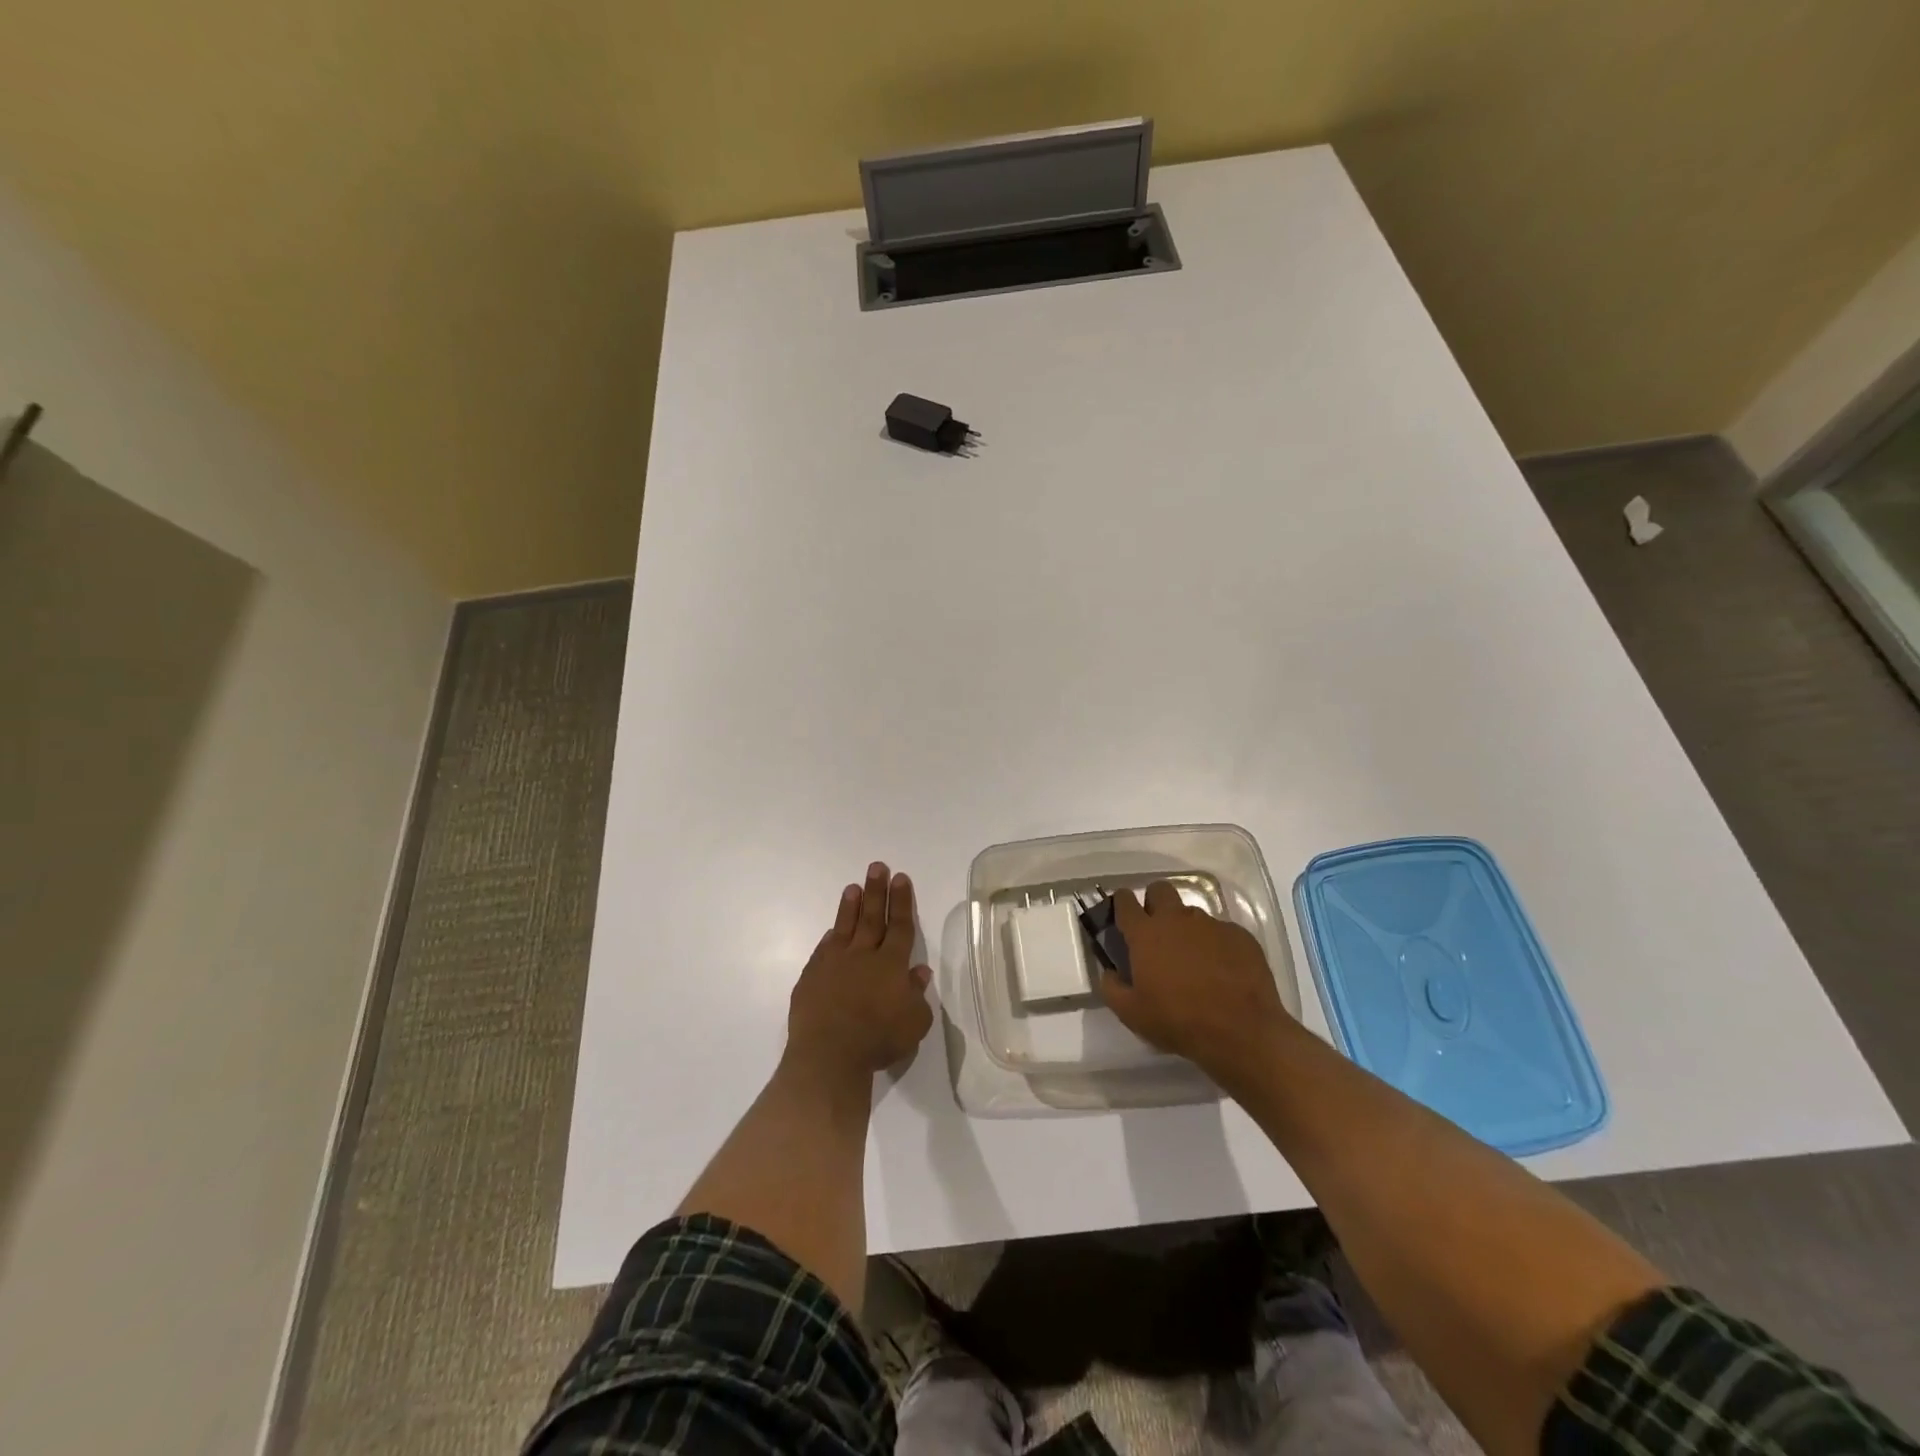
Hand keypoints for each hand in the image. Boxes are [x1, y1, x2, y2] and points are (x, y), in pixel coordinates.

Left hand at [786, 861, 932, 1082]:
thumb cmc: (878, 1040)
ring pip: (845, 927)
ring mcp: (834, 964)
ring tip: (853, 886)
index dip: (902, 901)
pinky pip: (824, 950)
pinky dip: (830, 937)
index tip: (900, 878)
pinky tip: (832, 930)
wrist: (828, 1055)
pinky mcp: (812, 977)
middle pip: (873, 917)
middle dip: (877, 891)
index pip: (900, 926)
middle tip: (877, 867)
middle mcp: (863, 956)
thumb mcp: (914, 1023)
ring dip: (851, 906)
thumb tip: (919, 971)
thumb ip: (917, 994)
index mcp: (891, 964)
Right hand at [1096, 881, 1295, 1082]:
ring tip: (1193, 960)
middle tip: (1156, 932)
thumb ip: (1111, 987)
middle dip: (1154, 903)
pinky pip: (1221, 931)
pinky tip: (1222, 971)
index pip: (1125, 901)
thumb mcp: (1132, 1014)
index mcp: (1146, 933)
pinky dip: (1216, 945)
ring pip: (1191, 913)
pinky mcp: (1240, 936)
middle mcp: (1177, 919)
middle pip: (1160, 890)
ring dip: (1186, 929)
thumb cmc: (1178, 1021)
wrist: (1242, 1032)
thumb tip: (1109, 972)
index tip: (1122, 916)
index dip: (1121, 904)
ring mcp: (1211, 925)